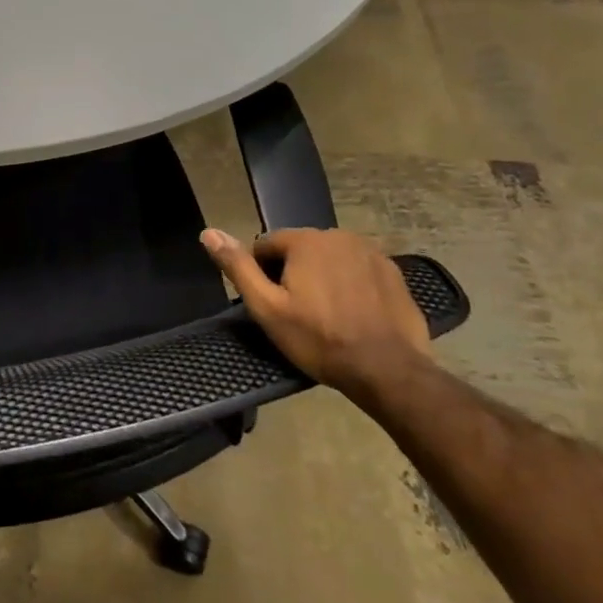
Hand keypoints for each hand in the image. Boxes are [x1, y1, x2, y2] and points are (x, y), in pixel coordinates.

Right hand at [200, 227, 430, 394]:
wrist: (388, 370)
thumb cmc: (319, 339)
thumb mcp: (267, 308)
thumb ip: (238, 267)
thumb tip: (208, 232)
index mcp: (305, 240)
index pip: (267, 244)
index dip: (262, 273)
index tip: (271, 303)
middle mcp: (338, 235)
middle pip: (301, 250)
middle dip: (294, 273)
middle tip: (297, 312)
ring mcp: (371, 252)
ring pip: (331, 259)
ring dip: (323, 277)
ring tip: (326, 315)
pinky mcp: (393, 272)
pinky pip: (358, 270)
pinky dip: (351, 285)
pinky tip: (353, 314)